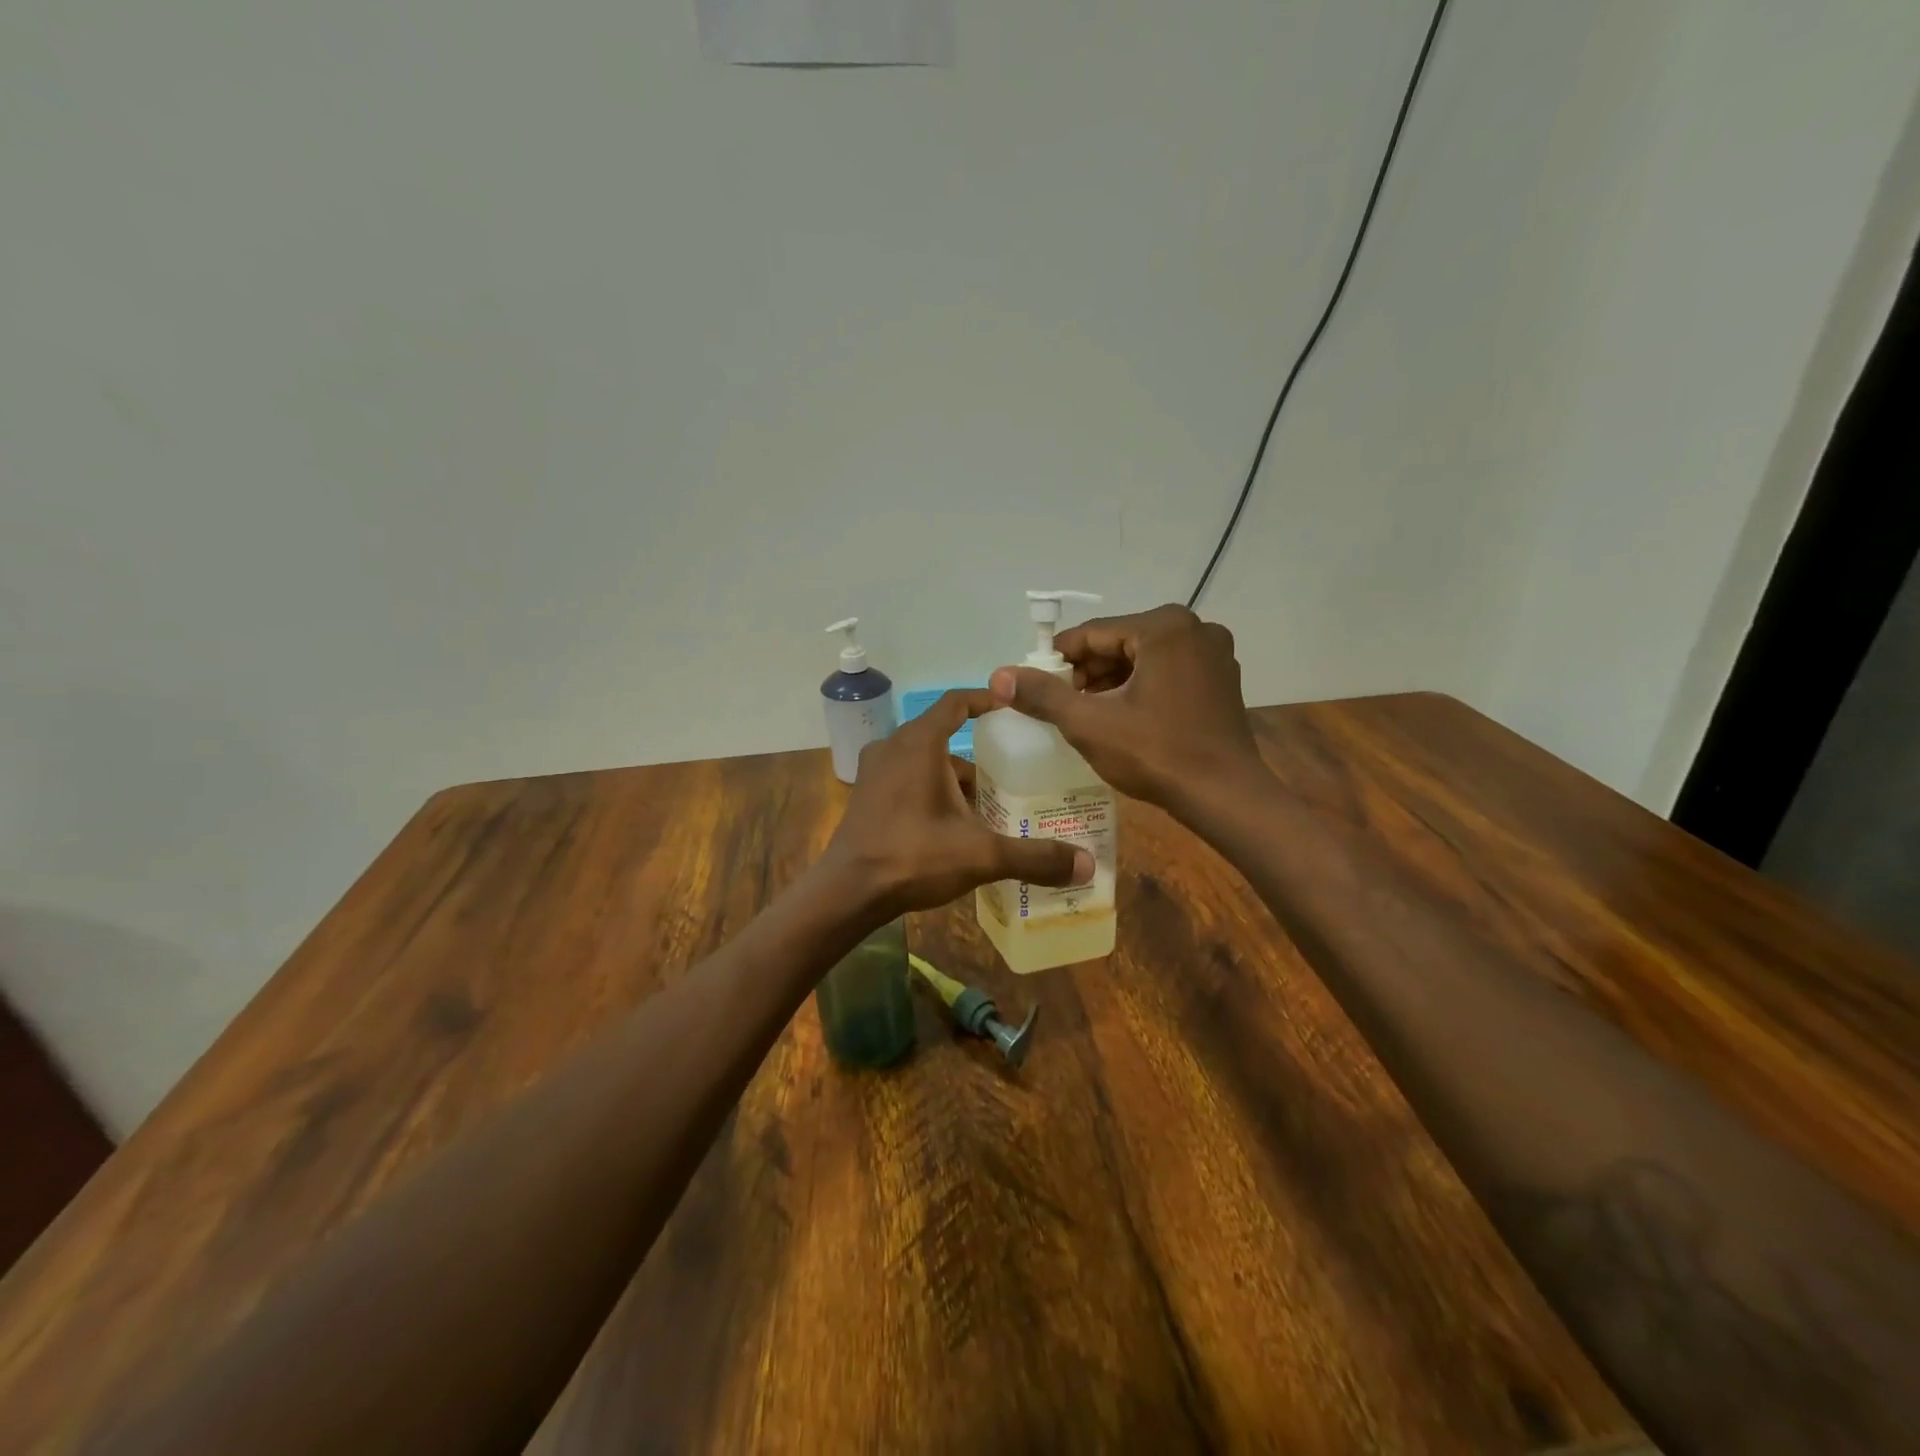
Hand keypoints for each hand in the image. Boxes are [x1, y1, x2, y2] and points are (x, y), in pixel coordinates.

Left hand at [822, 690, 1093, 919]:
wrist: (847, 892)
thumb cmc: (913, 857)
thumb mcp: (980, 854)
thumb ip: (1034, 857)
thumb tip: (1087, 865)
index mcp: (919, 743)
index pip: (956, 702)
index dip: (987, 700)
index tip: (1014, 709)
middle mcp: (893, 747)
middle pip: (944, 736)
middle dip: (979, 755)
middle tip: (1013, 772)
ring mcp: (874, 772)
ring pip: (925, 762)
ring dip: (955, 779)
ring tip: (989, 807)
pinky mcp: (866, 796)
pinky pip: (907, 780)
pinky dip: (933, 792)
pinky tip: (953, 826)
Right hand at [987, 605, 1264, 816]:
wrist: (1225, 796)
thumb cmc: (1156, 755)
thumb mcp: (1090, 724)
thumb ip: (1043, 695)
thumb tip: (998, 675)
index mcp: (1163, 627)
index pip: (1092, 634)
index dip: (1058, 661)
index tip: (1036, 688)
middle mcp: (1194, 628)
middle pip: (1120, 643)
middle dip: (1087, 673)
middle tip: (1063, 706)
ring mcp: (1214, 653)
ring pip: (1143, 658)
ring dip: (1112, 682)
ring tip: (1088, 715)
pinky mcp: (1222, 678)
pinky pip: (1168, 671)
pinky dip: (1141, 687)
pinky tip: (1125, 717)